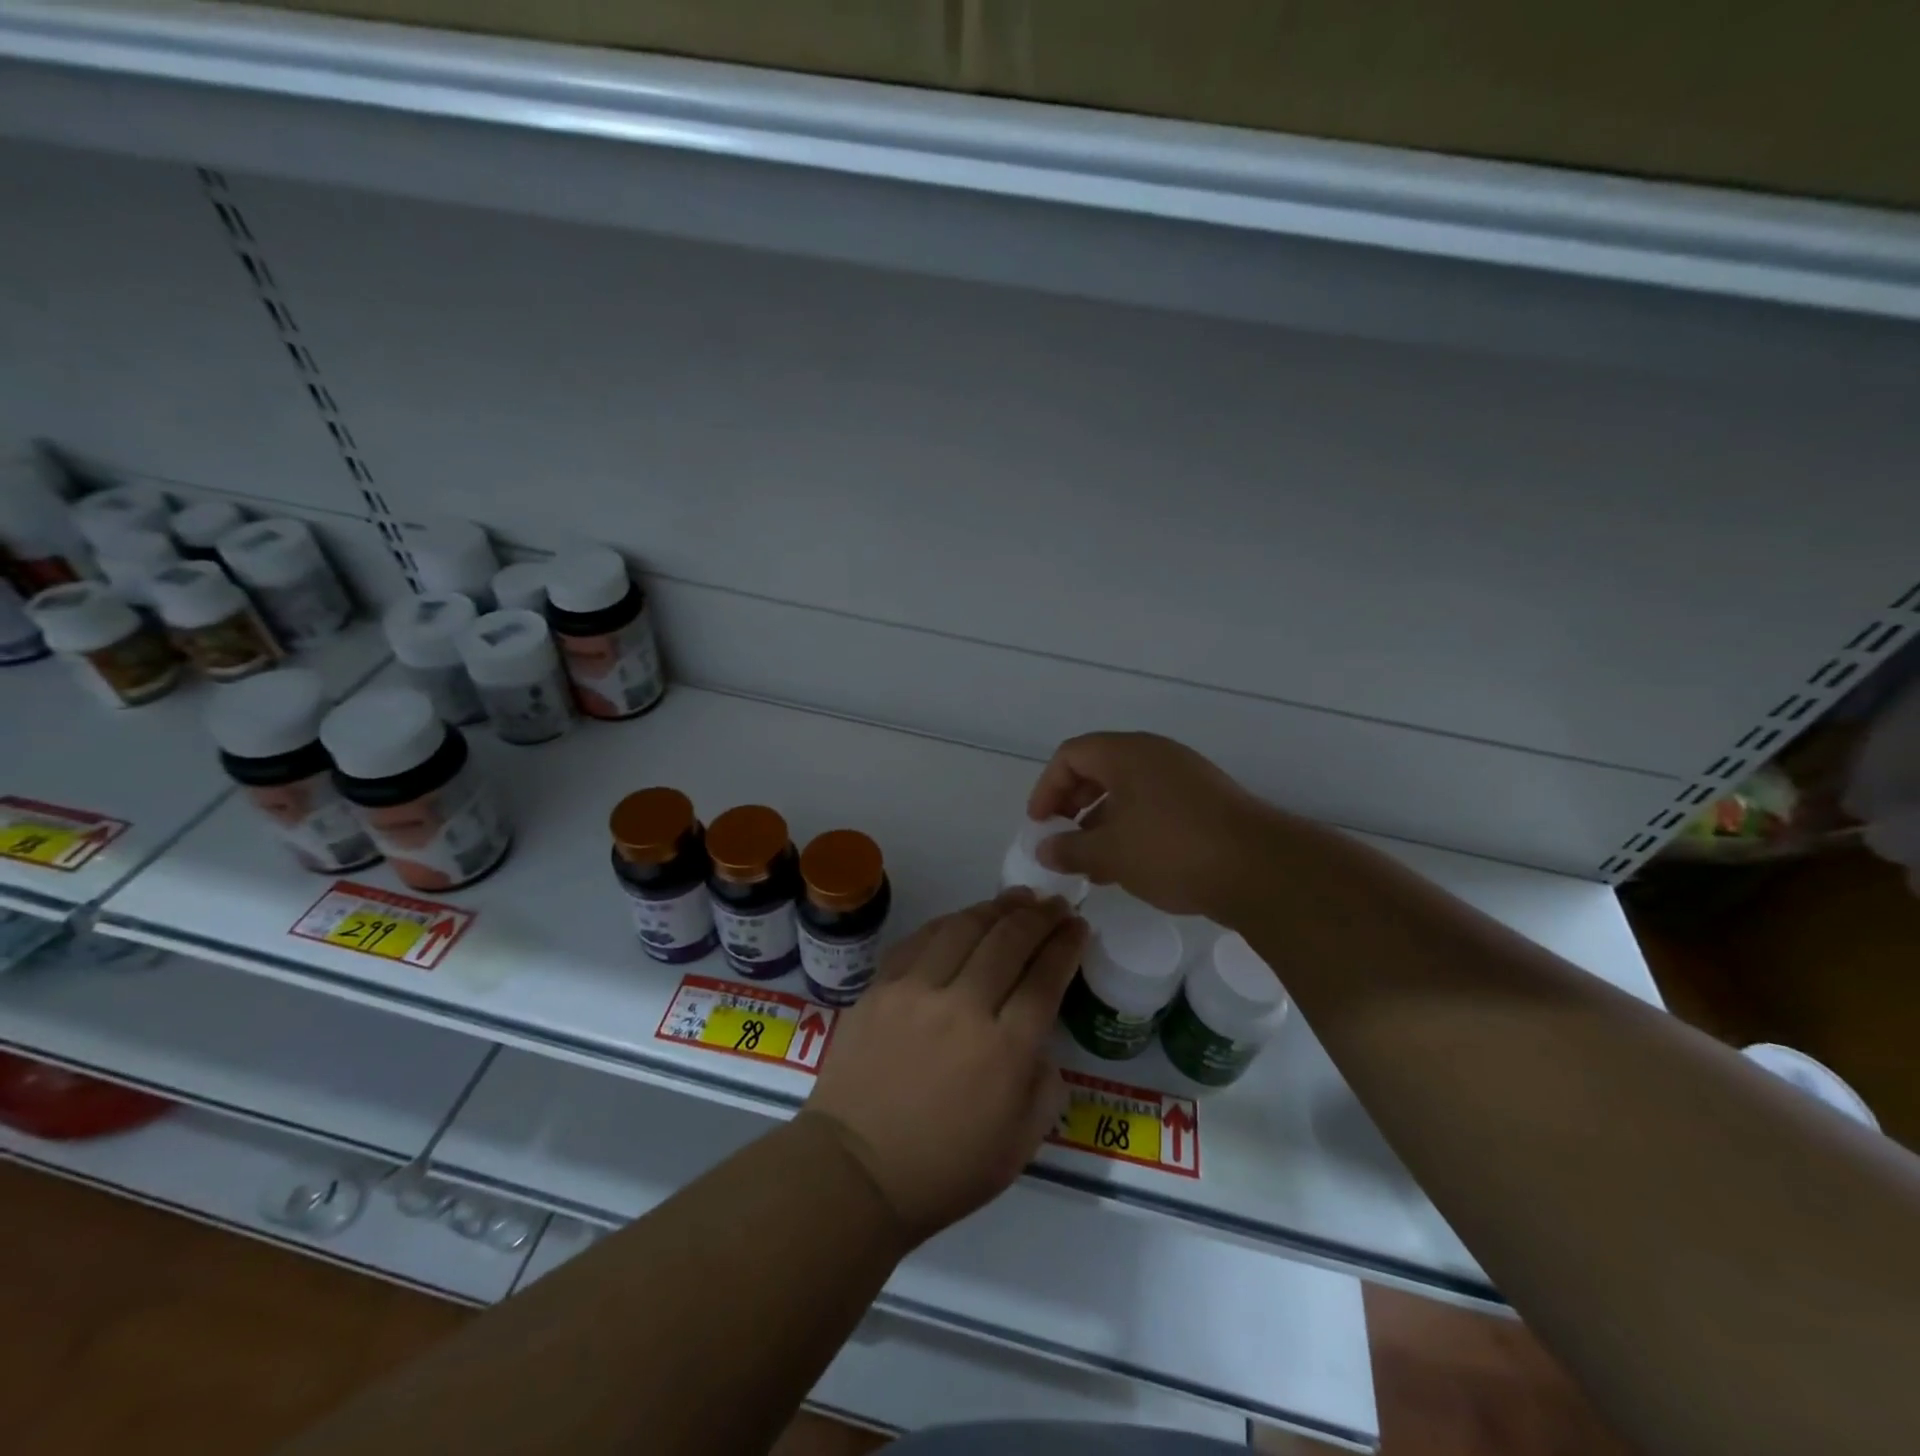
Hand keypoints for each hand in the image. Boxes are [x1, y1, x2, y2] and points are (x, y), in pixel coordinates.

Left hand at [803, 890, 1085, 1245]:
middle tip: (1055, 904)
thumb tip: (1040, 1038)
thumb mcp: (1021, 1144)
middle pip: (1010, 940)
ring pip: (965, 928)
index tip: (1078, 925)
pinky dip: (951, 921)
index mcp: (1006, 1049)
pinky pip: (922, 938)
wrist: (856, 1171)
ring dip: (998, 908)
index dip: (1067, 944)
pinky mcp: (882, 987)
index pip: (1046, 977)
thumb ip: (1045, 1084)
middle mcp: (965, 1007)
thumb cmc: (946, 1169)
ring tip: (1017, 899)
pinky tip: (965, 918)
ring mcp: (917, 991)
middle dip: (1040, 916)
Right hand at [1026, 731, 1279, 918]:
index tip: (1040, 824)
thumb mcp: (1110, 853)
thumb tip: (1043, 850)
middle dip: (1073, 804)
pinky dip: (1132, 828)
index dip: (1047, 787)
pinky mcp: (1205, 802)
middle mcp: (1155, 755)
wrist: (1261, 870)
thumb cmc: (1173, 850)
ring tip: (1091, 863)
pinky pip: (1154, 805)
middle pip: (1099, 768)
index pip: (1071, 754)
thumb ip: (1069, 849)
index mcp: (1127, 753)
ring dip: (1102, 822)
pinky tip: (1128, 866)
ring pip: (1128, 790)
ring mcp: (1185, 776)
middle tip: (1062, 838)